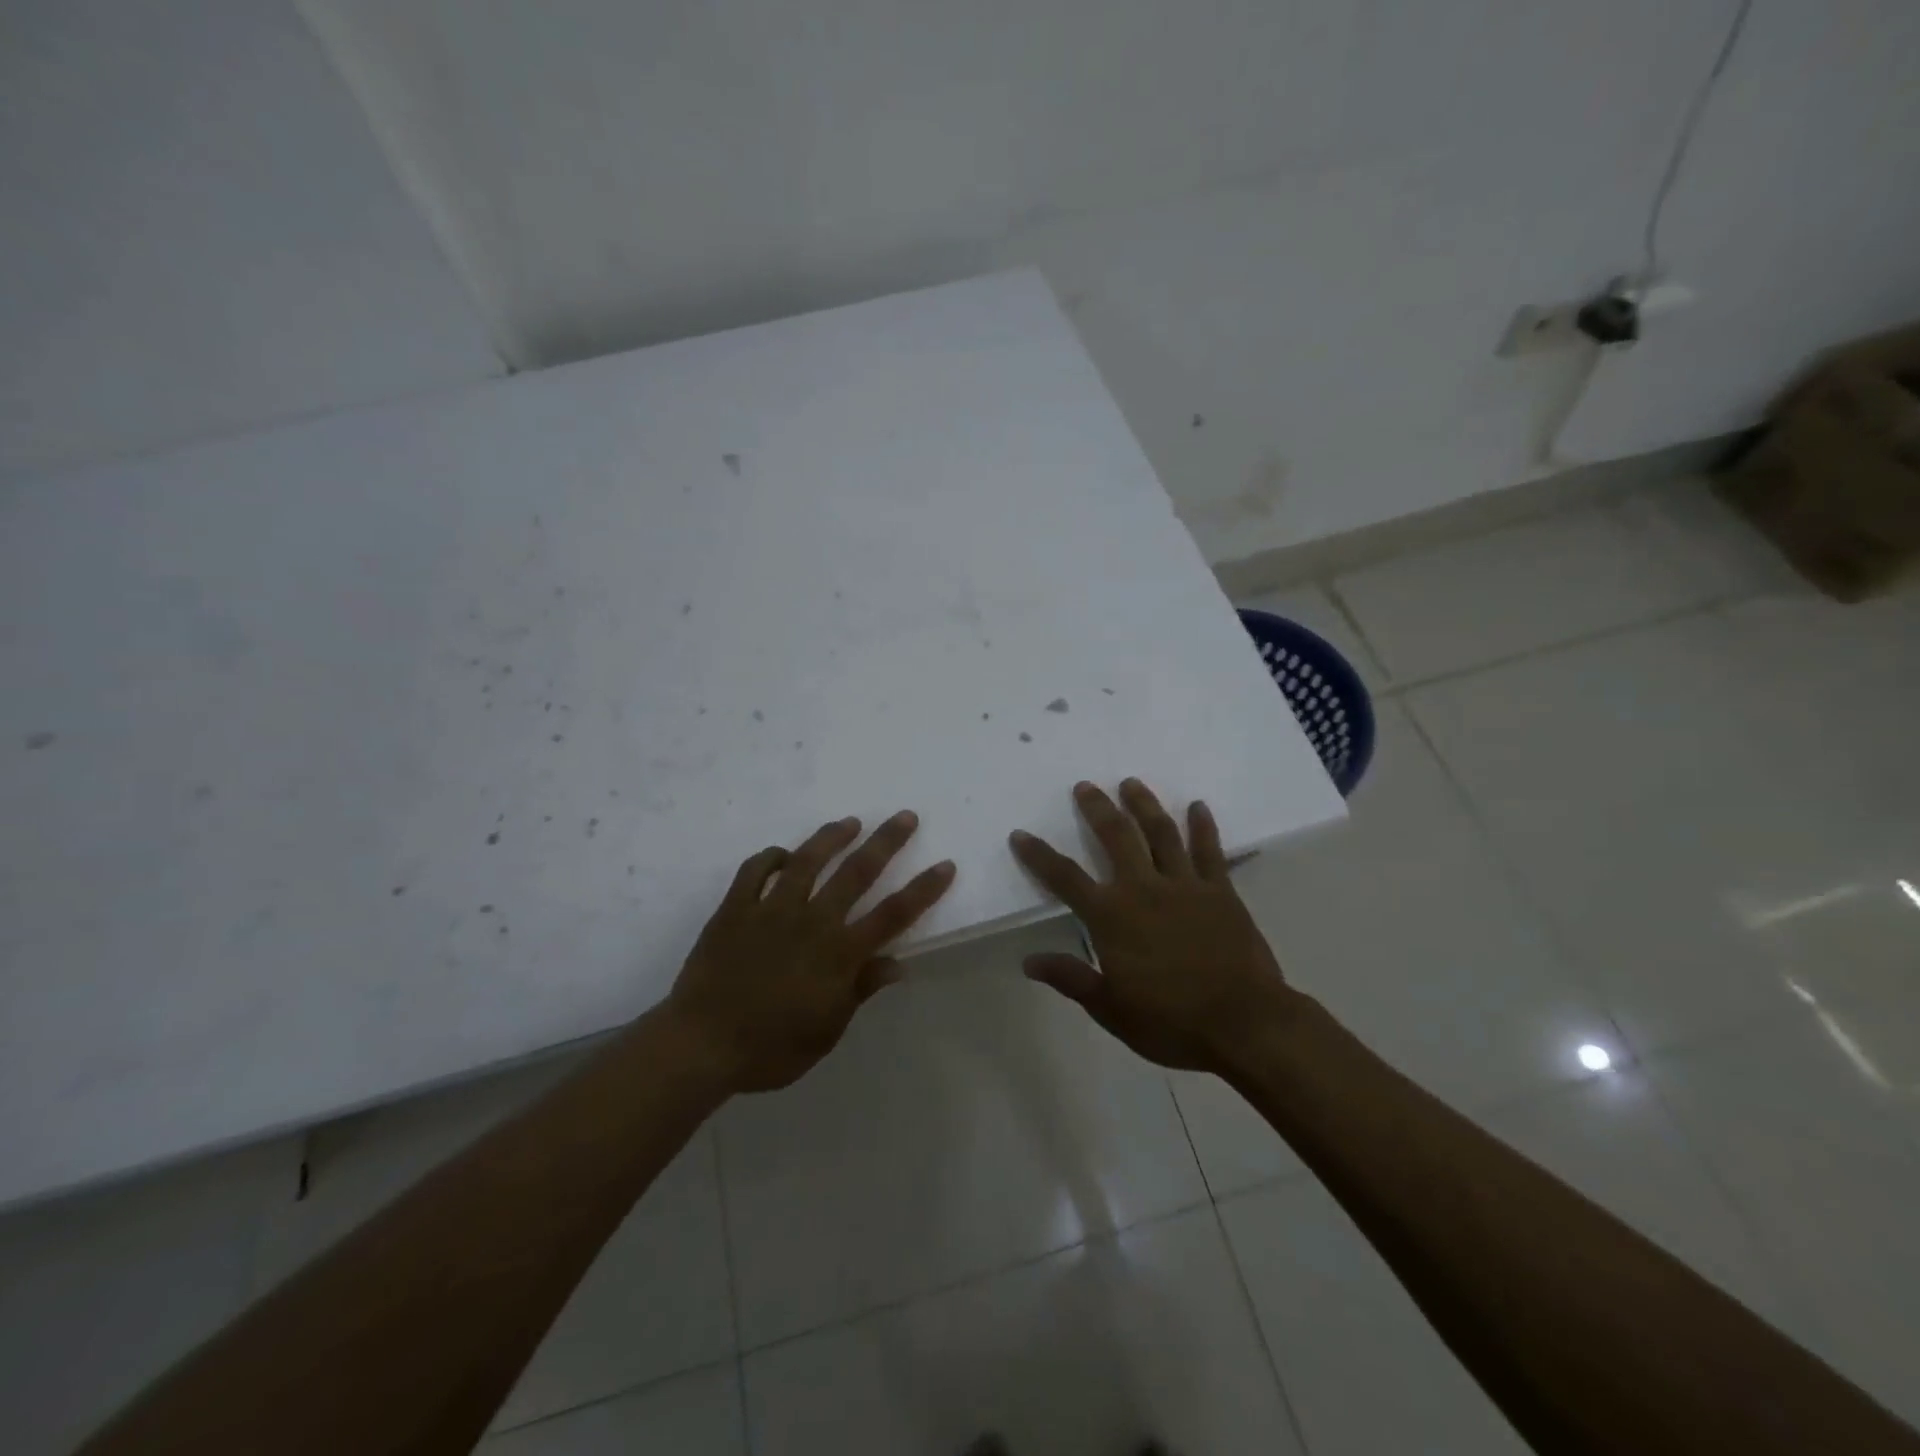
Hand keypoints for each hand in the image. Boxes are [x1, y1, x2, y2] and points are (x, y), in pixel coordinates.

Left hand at [669, 811, 955, 1091]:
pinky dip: (771, 857)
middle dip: (886, 842)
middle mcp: (811, 921)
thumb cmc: (770, 1048)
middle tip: (905, 817)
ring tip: (851, 822)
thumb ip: (860, 990)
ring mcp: (770, 909)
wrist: (700, 1045)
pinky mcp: (735, 908)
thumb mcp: (826, 1031)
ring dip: (833, 837)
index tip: (944, 864)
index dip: (923, 889)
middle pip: (857, 873)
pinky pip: (755, 870)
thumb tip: (898, 963)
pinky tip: (783, 854)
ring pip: (808, 860)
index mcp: (838, 954)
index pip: (893, 914)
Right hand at [1009, 779, 1295, 1072]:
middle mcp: (1144, 889)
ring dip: (1144, 804)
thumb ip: (1071, 979)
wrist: (1245, 1024)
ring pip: (1161, 833)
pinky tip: (1198, 806)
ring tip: (1131, 783)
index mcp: (1112, 917)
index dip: (1039, 855)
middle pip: (1116, 837)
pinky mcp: (1221, 891)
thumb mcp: (1111, 1010)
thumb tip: (1029, 961)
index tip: (1020, 834)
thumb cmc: (1172, 1022)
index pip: (1065, 878)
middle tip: (1086, 786)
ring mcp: (1185, 885)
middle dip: (1097, 809)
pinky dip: (1203, 826)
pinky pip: (1210, 850)